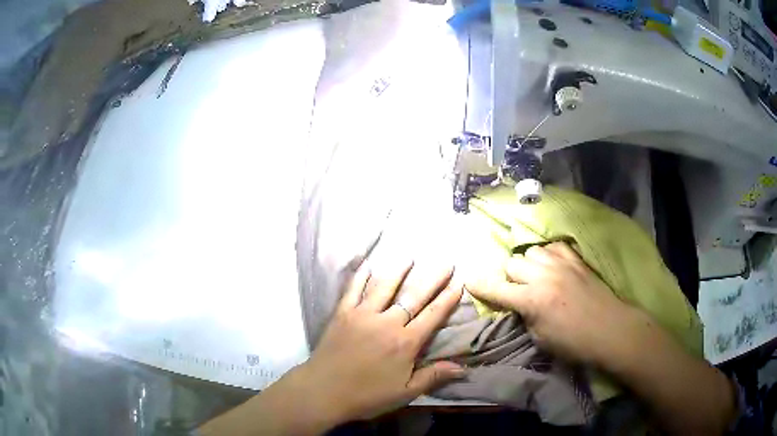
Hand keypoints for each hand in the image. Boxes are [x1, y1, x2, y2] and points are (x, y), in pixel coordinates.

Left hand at [299, 259, 464, 424]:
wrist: (324, 391)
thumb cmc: (367, 396)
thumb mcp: (405, 392)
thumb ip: (433, 377)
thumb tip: (463, 367)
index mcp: (405, 342)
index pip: (433, 315)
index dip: (447, 299)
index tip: (459, 284)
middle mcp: (387, 323)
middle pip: (414, 297)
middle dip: (432, 279)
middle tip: (445, 264)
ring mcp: (363, 315)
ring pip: (384, 287)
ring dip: (398, 271)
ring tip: (409, 257)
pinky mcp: (343, 314)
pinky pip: (353, 290)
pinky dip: (361, 277)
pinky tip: (367, 266)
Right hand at [466, 242, 641, 365]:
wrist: (609, 328)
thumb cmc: (573, 342)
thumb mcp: (540, 338)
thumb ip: (524, 315)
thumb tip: (517, 303)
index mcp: (532, 300)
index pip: (497, 288)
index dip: (480, 286)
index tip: (469, 281)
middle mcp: (543, 276)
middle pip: (512, 263)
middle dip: (509, 277)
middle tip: (516, 289)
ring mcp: (561, 263)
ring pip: (531, 252)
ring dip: (528, 264)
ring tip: (535, 276)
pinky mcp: (575, 259)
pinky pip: (552, 246)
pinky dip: (547, 255)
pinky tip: (552, 266)